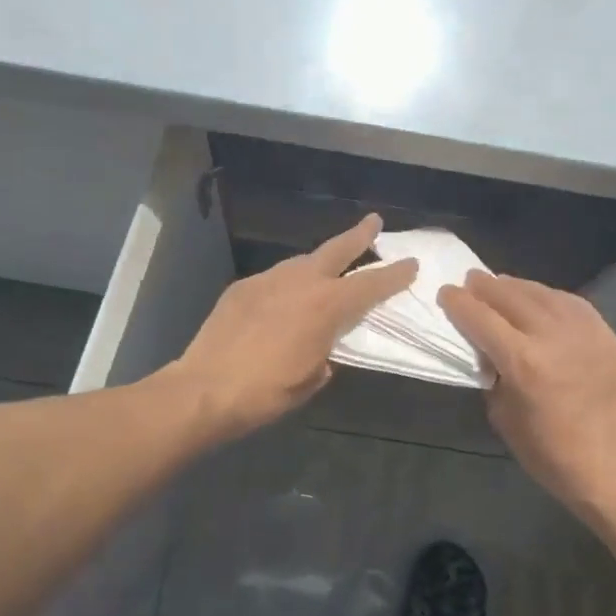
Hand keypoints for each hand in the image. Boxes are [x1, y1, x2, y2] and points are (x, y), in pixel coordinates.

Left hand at [171, 214, 418, 441]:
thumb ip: (326, 354)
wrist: (205, 389)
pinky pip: (274, 278)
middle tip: (373, 222)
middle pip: (336, 250)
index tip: (411, 263)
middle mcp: (300, 282)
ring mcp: (267, 280)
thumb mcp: (311, 378)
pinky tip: (283, 299)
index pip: (370, 285)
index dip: (394, 275)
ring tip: (326, 269)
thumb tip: (323, 347)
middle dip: (359, 236)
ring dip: (318, 262)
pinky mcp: (241, 288)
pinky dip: (287, 283)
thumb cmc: (266, 392)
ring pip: (301, 261)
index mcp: (326, 306)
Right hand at [439, 272, 615, 520]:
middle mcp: (553, 336)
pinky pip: (571, 303)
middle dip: (485, 287)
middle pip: (510, 296)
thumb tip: (489, 352)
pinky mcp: (607, 335)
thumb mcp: (503, 418)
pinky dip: (548, 296)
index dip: (458, 302)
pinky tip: (539, 299)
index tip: (445, 293)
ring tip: (500, 285)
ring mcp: (585, 332)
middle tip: (470, 282)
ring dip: (516, 287)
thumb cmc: (551, 456)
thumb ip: (493, 376)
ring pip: (542, 293)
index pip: (480, 317)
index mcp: (523, 362)